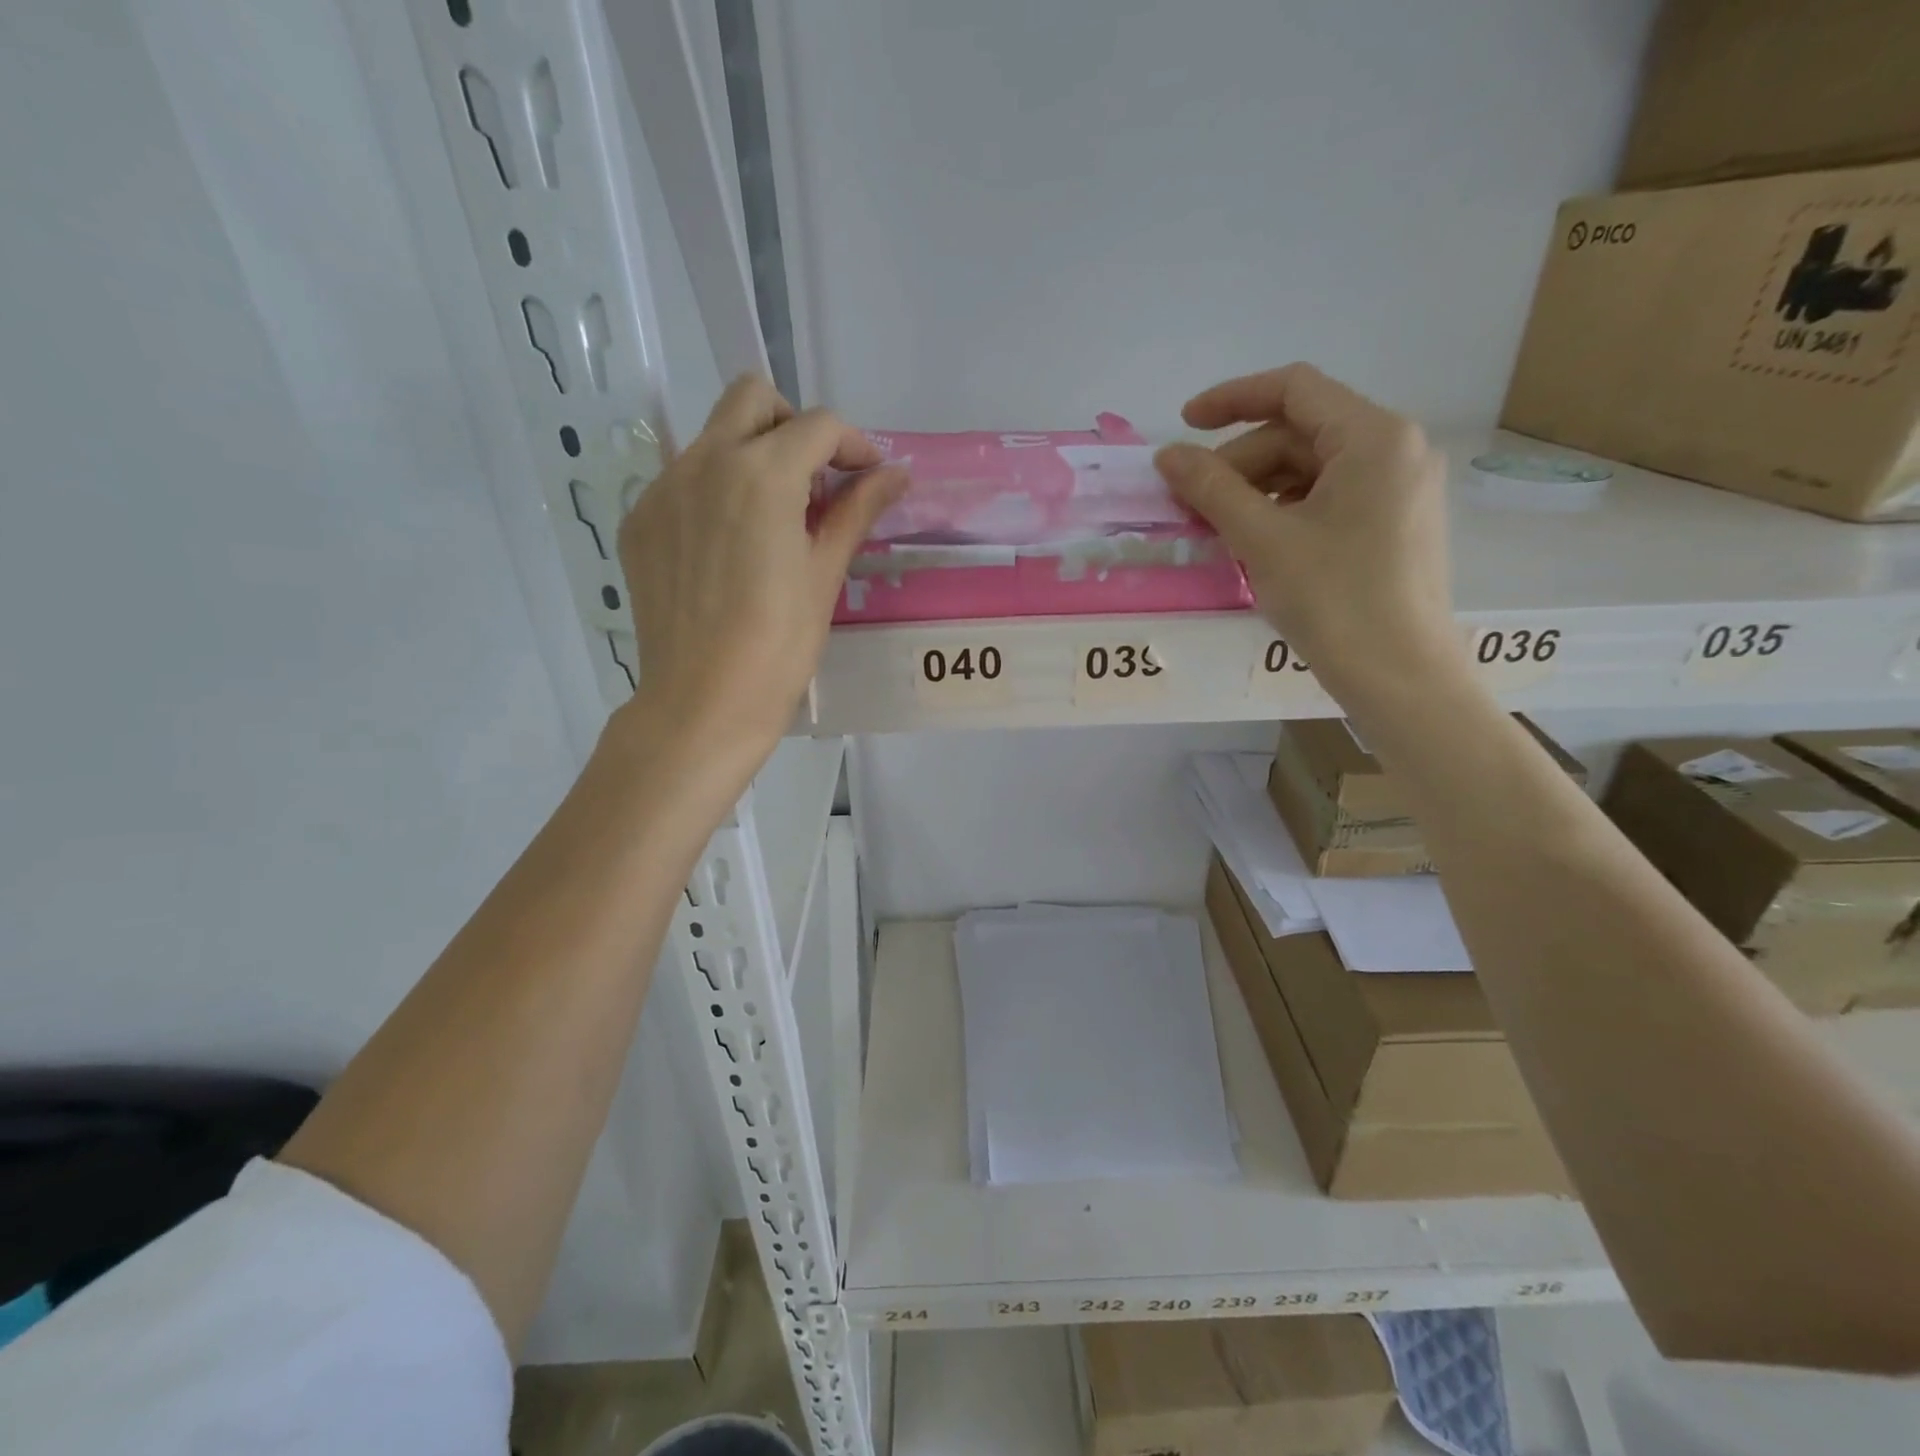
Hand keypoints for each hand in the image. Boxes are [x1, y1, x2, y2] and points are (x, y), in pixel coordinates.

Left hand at [613, 375, 905, 775]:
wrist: (702, 703)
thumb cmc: (779, 645)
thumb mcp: (825, 574)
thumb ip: (857, 511)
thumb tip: (896, 475)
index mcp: (761, 474)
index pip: (817, 425)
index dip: (853, 445)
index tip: (867, 478)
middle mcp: (704, 462)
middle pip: (752, 399)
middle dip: (793, 426)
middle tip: (816, 480)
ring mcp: (662, 489)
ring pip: (712, 437)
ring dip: (752, 455)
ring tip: (774, 518)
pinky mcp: (640, 520)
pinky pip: (682, 480)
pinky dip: (716, 492)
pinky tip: (730, 547)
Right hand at [1153, 363, 1459, 700]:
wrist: (1400, 676)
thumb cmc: (1334, 600)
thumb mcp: (1263, 540)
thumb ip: (1211, 488)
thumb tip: (1167, 455)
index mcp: (1374, 437)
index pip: (1294, 389)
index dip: (1231, 399)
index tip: (1183, 426)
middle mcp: (1396, 448)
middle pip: (1300, 433)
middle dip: (1239, 462)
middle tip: (1192, 503)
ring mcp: (1400, 487)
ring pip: (1312, 469)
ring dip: (1257, 489)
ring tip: (1216, 528)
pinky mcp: (1395, 523)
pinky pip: (1330, 497)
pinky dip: (1285, 510)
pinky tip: (1254, 542)